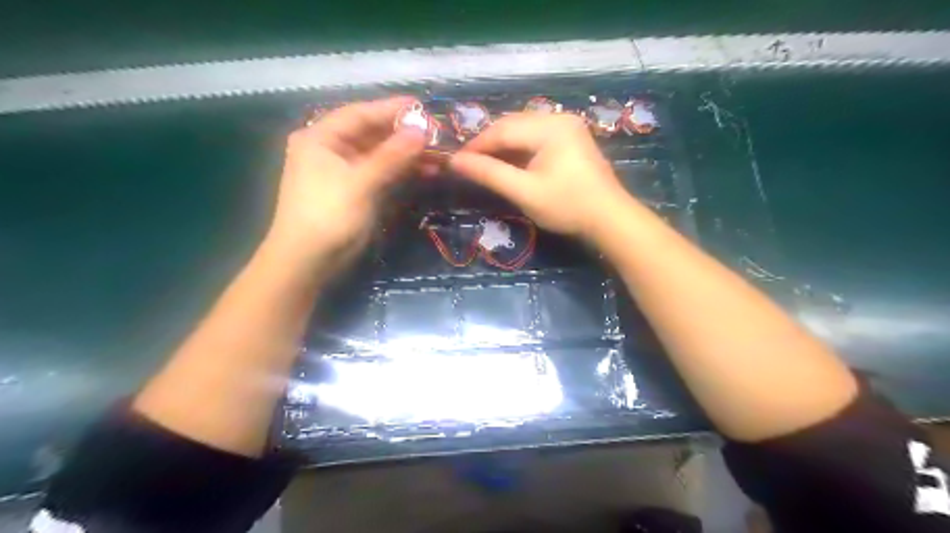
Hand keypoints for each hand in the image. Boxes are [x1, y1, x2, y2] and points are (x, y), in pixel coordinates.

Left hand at [269, 97, 427, 261]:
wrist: (308, 263)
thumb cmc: (328, 216)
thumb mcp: (361, 183)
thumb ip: (392, 155)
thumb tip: (422, 130)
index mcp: (321, 137)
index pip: (360, 114)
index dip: (392, 109)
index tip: (423, 107)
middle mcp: (331, 149)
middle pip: (372, 134)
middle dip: (404, 135)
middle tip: (437, 134)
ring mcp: (344, 171)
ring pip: (381, 155)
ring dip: (407, 155)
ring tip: (439, 155)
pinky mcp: (356, 191)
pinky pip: (382, 174)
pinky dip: (402, 172)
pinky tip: (426, 171)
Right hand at [449, 113, 628, 238]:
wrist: (609, 219)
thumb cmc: (567, 206)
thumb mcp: (524, 192)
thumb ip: (489, 174)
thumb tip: (455, 162)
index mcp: (550, 127)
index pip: (502, 130)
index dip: (476, 145)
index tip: (455, 161)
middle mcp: (559, 118)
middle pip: (513, 125)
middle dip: (489, 143)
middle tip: (468, 163)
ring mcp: (568, 127)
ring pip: (524, 130)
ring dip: (503, 146)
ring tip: (484, 164)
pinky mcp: (572, 139)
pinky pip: (537, 137)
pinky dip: (520, 149)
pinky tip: (509, 162)